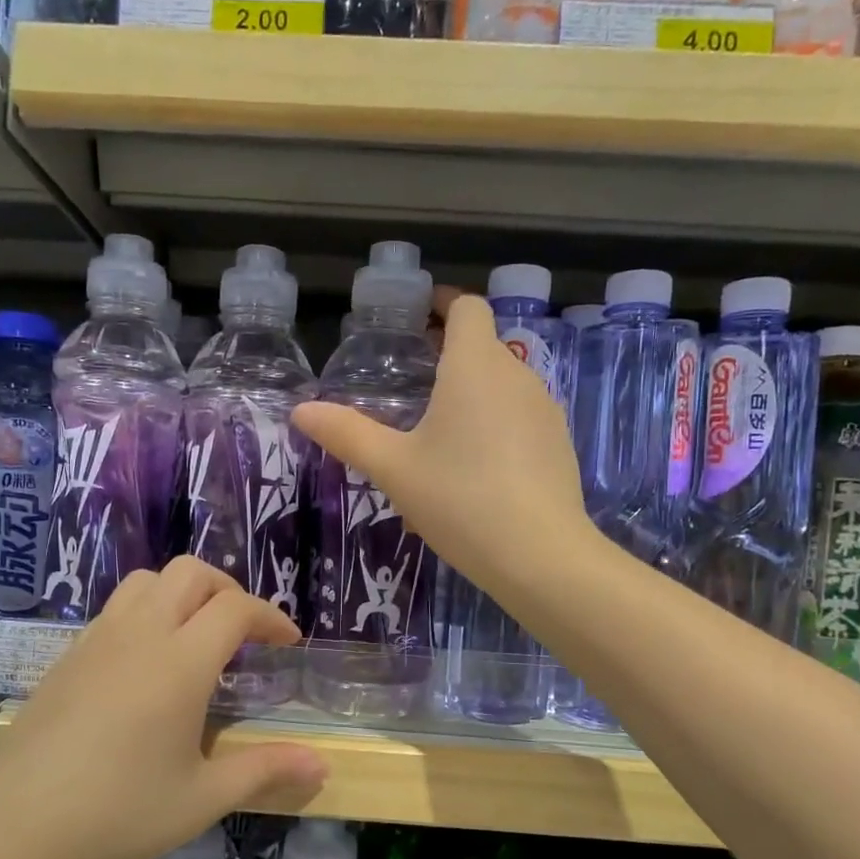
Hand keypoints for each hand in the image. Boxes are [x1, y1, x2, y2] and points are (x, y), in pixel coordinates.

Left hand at [0, 559, 327, 858]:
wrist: (15, 832)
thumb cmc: (119, 815)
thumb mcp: (202, 798)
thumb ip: (264, 771)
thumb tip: (321, 765)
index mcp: (180, 662)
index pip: (235, 607)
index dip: (270, 616)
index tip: (288, 642)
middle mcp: (139, 635)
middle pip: (190, 573)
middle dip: (228, 589)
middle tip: (245, 630)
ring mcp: (96, 641)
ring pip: (146, 581)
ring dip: (182, 592)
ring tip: (195, 636)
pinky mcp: (66, 657)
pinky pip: (115, 609)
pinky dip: (145, 612)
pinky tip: (145, 664)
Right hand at [293, 290, 590, 598]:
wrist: (540, 555)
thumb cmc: (460, 498)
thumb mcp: (393, 468)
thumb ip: (347, 434)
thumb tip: (301, 411)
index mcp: (475, 366)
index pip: (467, 308)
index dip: (442, 303)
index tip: (417, 315)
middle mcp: (517, 375)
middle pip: (483, 345)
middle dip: (449, 351)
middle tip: (412, 375)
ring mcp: (545, 409)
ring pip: (502, 384)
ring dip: (471, 391)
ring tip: (437, 428)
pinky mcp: (558, 443)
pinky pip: (519, 418)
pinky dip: (494, 424)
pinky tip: (472, 468)